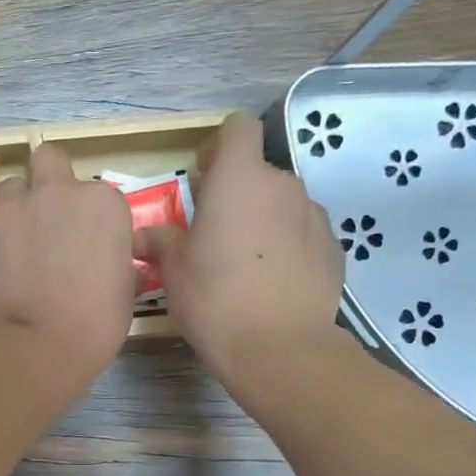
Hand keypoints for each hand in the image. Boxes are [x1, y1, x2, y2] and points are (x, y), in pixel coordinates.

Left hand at [0, 143, 135, 379]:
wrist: (31, 346)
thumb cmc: (92, 326)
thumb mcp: (124, 296)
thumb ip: (118, 267)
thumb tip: (114, 267)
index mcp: (102, 204)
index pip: (100, 196)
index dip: (93, 219)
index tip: (91, 245)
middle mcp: (56, 193)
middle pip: (49, 161)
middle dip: (48, 181)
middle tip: (49, 219)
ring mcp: (11, 209)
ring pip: (10, 187)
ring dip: (16, 208)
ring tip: (18, 244)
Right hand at [135, 113, 348, 392]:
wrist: (278, 347)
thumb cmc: (214, 299)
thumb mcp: (174, 270)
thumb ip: (161, 241)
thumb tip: (142, 235)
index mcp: (240, 179)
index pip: (237, 129)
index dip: (220, 147)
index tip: (204, 179)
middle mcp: (282, 185)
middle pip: (258, 174)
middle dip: (238, 195)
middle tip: (215, 236)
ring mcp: (314, 216)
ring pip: (283, 206)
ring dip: (264, 222)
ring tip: (246, 266)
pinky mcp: (333, 248)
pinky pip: (303, 235)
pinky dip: (288, 248)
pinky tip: (272, 284)